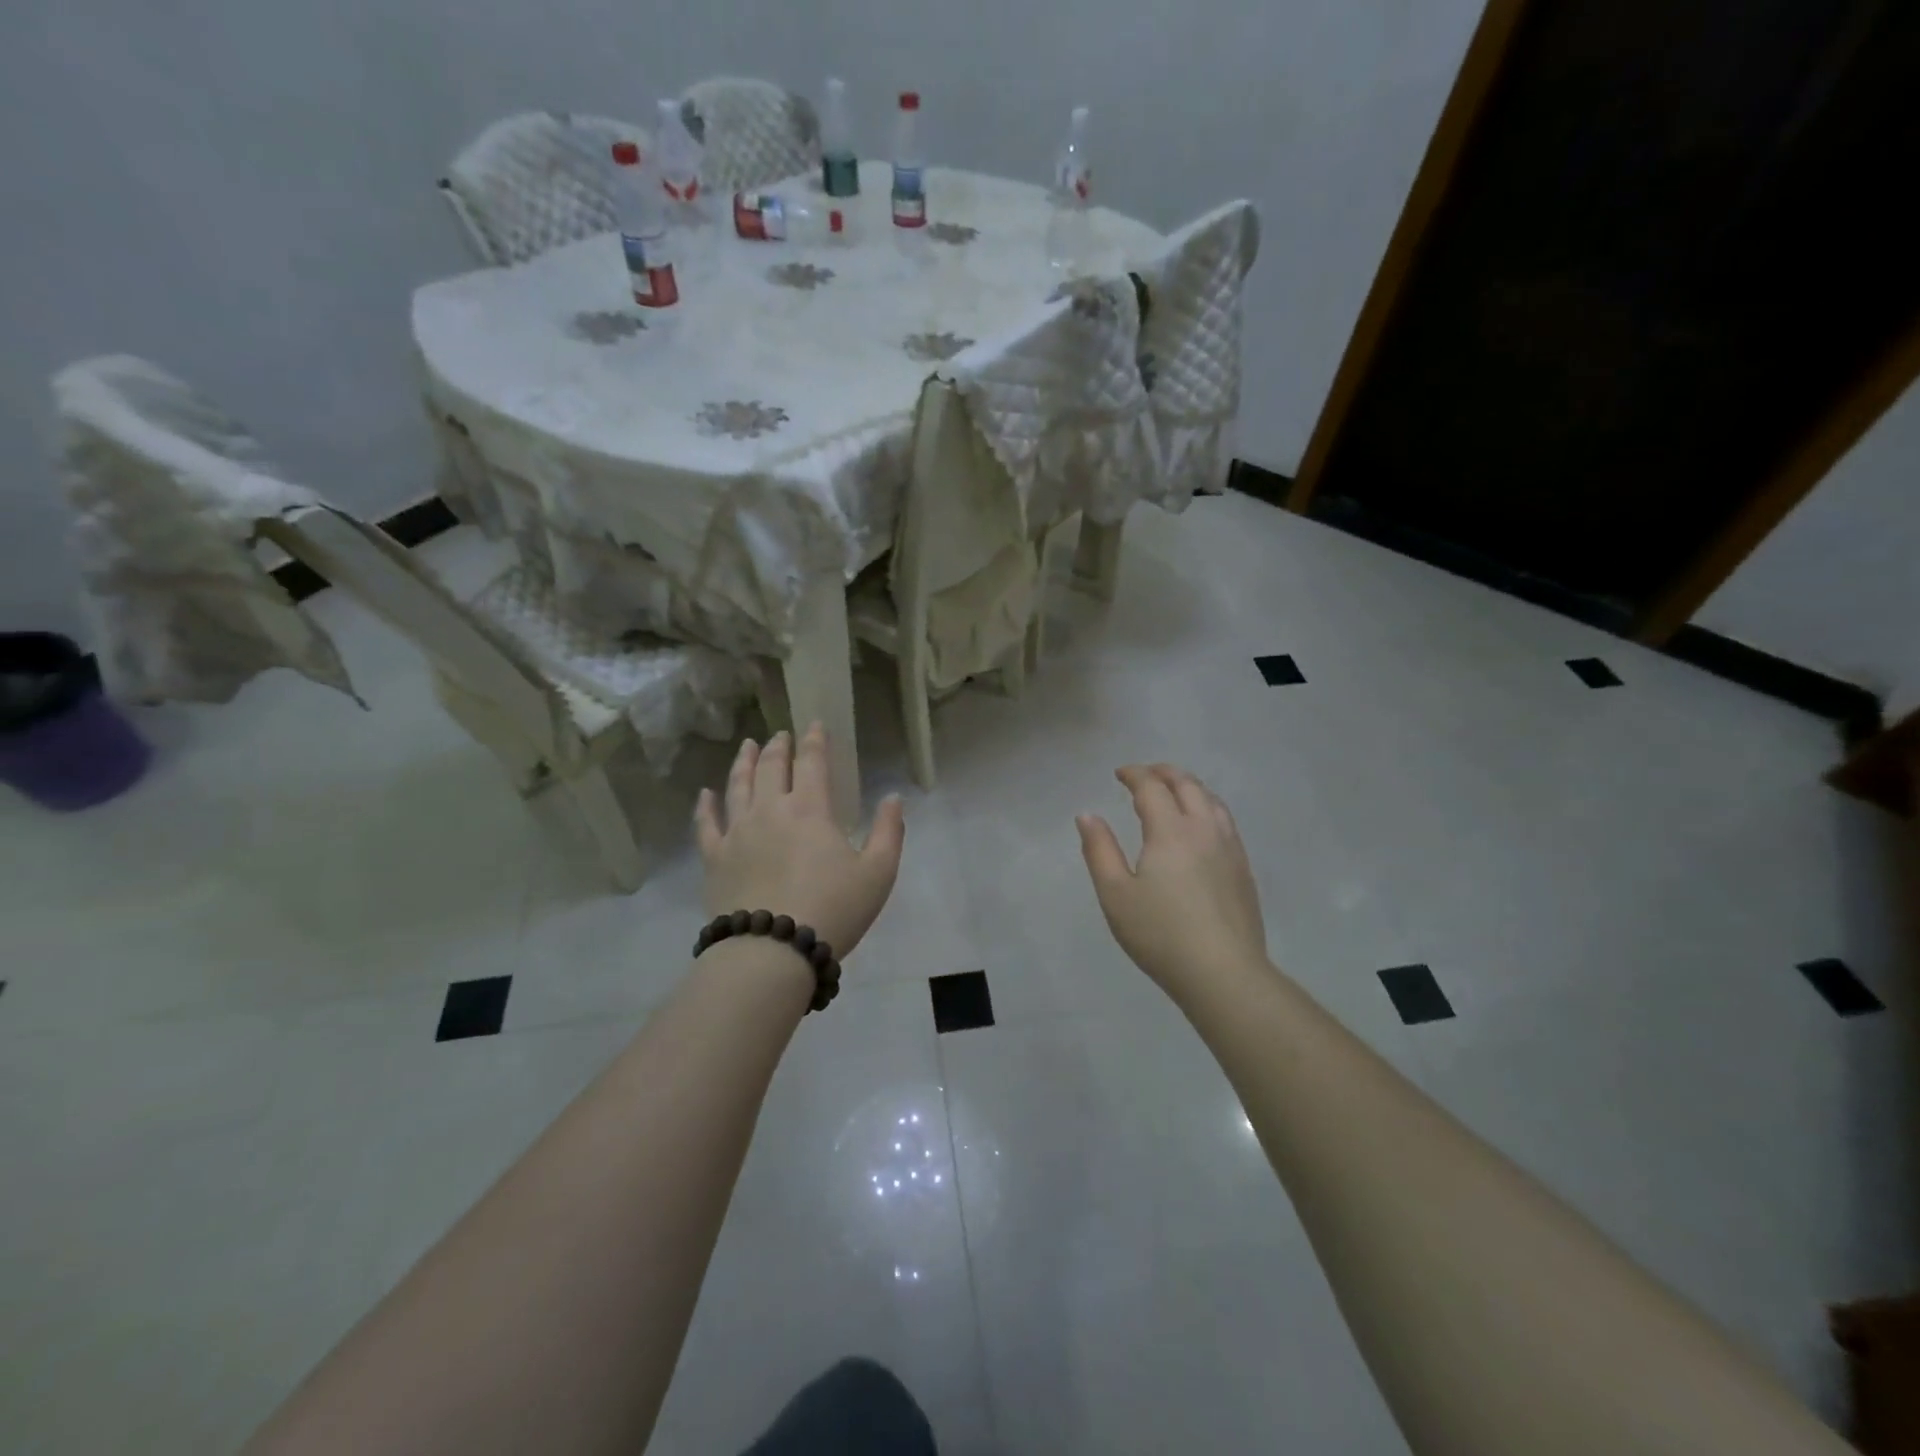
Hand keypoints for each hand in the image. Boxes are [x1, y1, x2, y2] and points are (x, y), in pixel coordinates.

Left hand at [694, 724, 905, 958]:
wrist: (773, 951)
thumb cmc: (833, 910)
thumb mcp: (878, 873)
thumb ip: (888, 832)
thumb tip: (893, 798)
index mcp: (810, 809)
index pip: (812, 762)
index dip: (815, 740)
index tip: (814, 724)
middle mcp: (770, 810)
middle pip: (771, 767)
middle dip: (778, 747)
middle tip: (781, 735)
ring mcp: (737, 832)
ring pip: (737, 786)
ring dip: (743, 763)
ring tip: (747, 746)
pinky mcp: (715, 858)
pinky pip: (706, 824)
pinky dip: (705, 806)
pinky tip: (705, 794)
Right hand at [1077, 764, 1266, 989]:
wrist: (1224, 973)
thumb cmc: (1161, 934)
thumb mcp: (1115, 894)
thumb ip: (1099, 850)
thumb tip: (1087, 815)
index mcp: (1171, 830)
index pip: (1152, 787)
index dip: (1134, 774)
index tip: (1119, 773)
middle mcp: (1204, 829)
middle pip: (1188, 785)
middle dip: (1164, 772)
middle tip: (1145, 774)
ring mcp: (1230, 848)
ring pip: (1212, 801)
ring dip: (1190, 787)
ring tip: (1174, 792)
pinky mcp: (1244, 869)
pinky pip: (1226, 822)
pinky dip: (1208, 808)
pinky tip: (1201, 826)